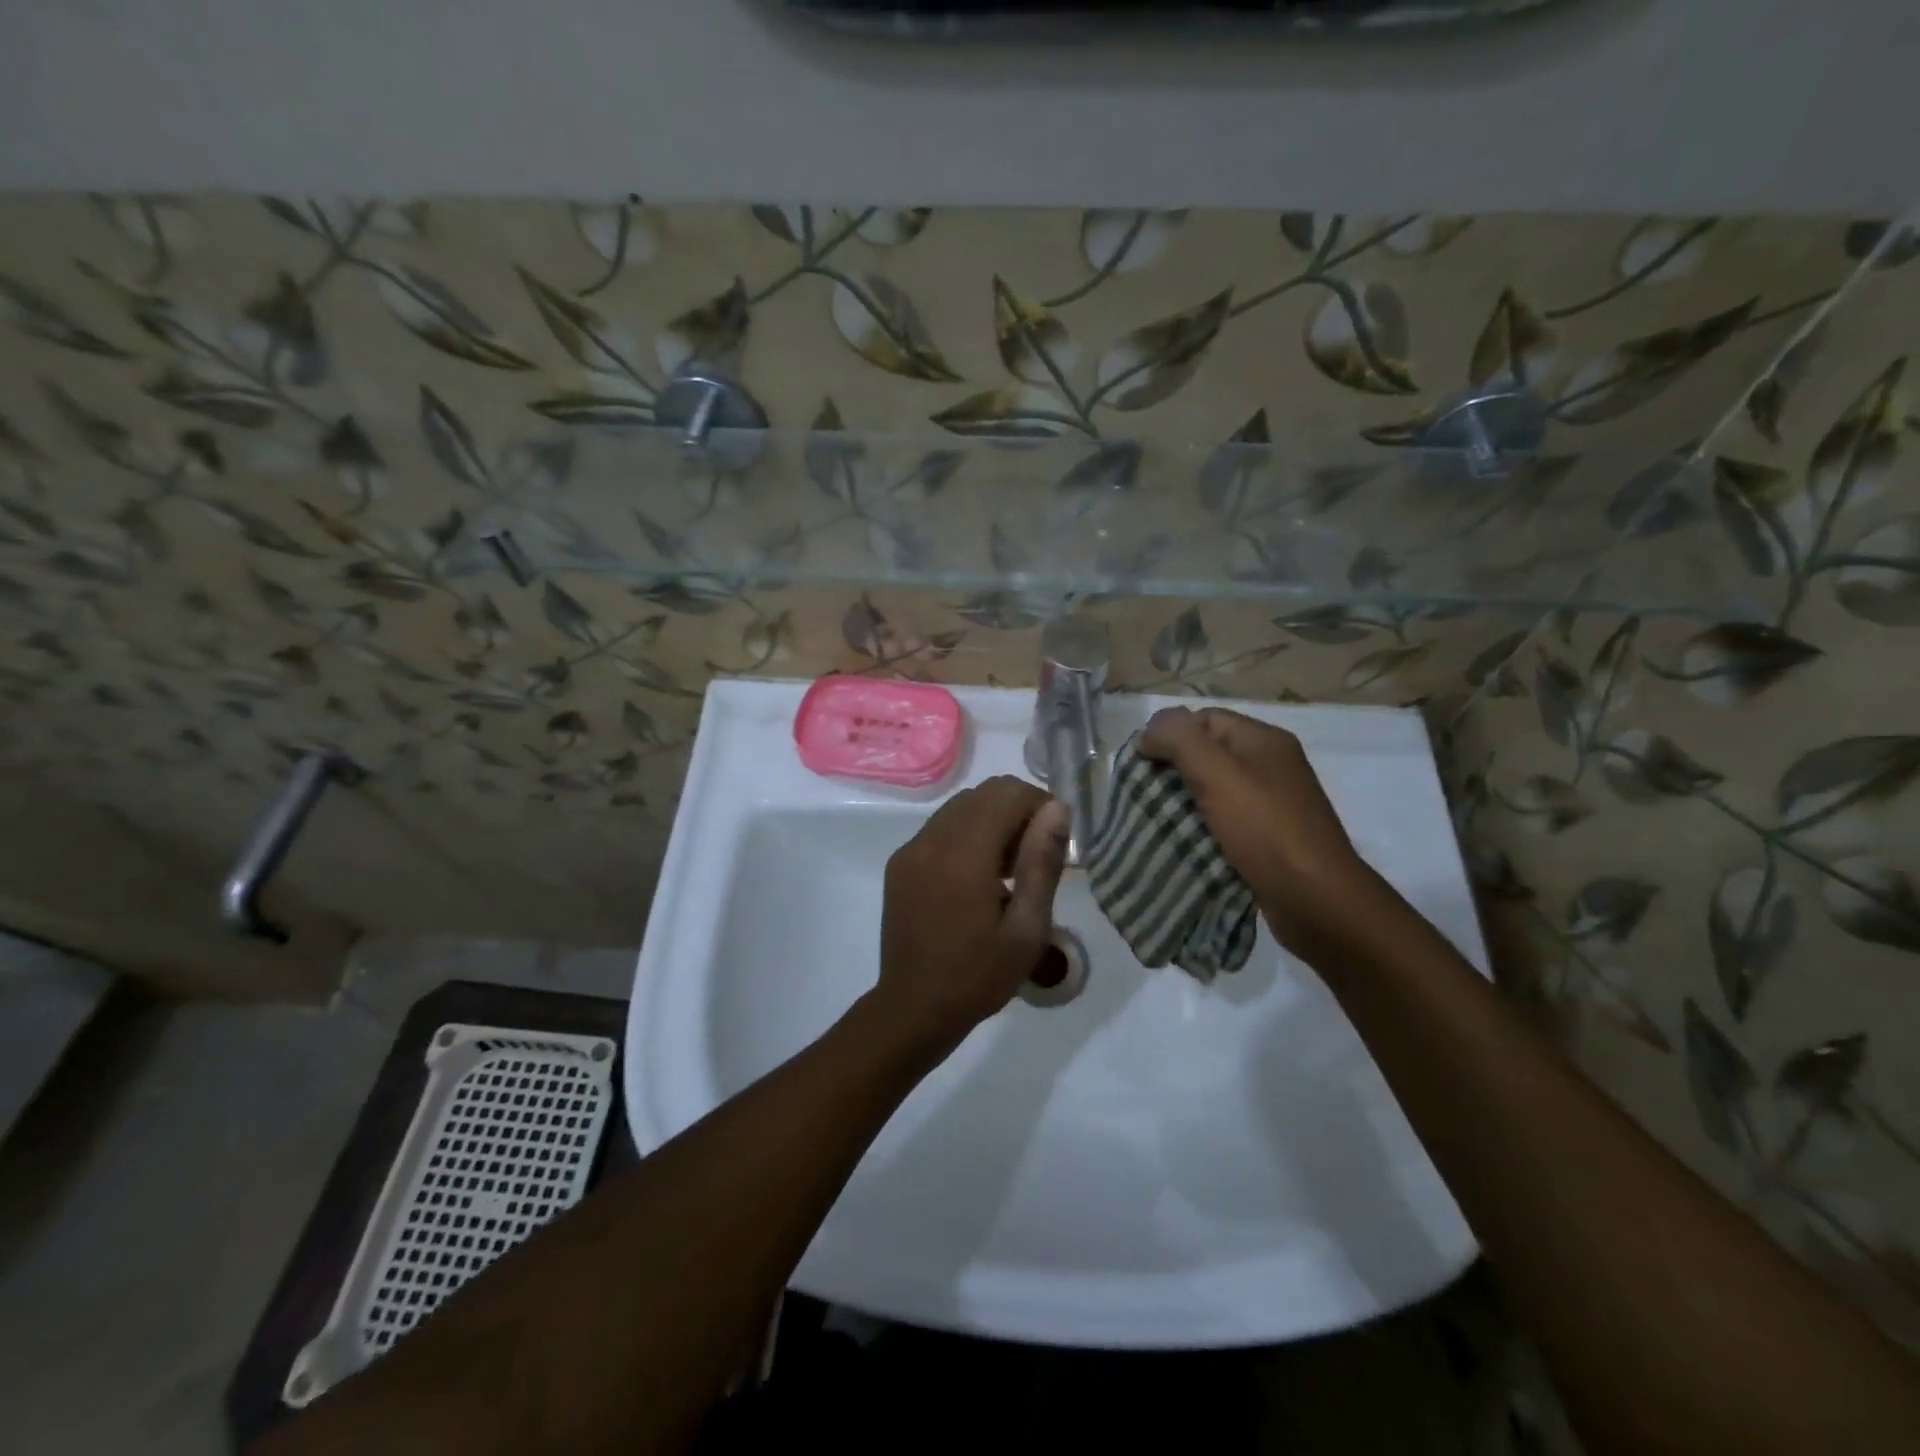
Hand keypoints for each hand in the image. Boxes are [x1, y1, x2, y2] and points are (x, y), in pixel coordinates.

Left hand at [873, 776, 1070, 1056]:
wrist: (913, 1008)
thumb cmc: (978, 976)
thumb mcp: (1027, 929)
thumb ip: (1042, 863)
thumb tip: (1057, 809)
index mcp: (964, 854)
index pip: (1006, 793)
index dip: (1038, 804)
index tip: (1056, 839)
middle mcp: (931, 840)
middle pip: (983, 794)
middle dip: (1017, 810)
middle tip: (1035, 855)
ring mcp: (910, 850)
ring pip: (960, 807)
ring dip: (992, 820)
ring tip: (1009, 868)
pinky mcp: (900, 863)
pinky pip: (940, 828)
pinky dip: (966, 835)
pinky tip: (978, 877)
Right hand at [1138, 706, 1380, 960]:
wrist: (1315, 900)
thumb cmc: (1265, 829)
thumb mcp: (1217, 773)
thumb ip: (1179, 739)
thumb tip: (1149, 731)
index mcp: (1263, 740)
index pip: (1203, 719)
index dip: (1169, 734)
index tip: (1142, 766)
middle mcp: (1270, 766)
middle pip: (1207, 754)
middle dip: (1172, 771)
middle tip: (1143, 795)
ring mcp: (1271, 804)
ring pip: (1213, 790)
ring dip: (1182, 803)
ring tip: (1155, 820)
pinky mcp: (1267, 838)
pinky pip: (1224, 821)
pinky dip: (1200, 829)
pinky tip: (1181, 843)